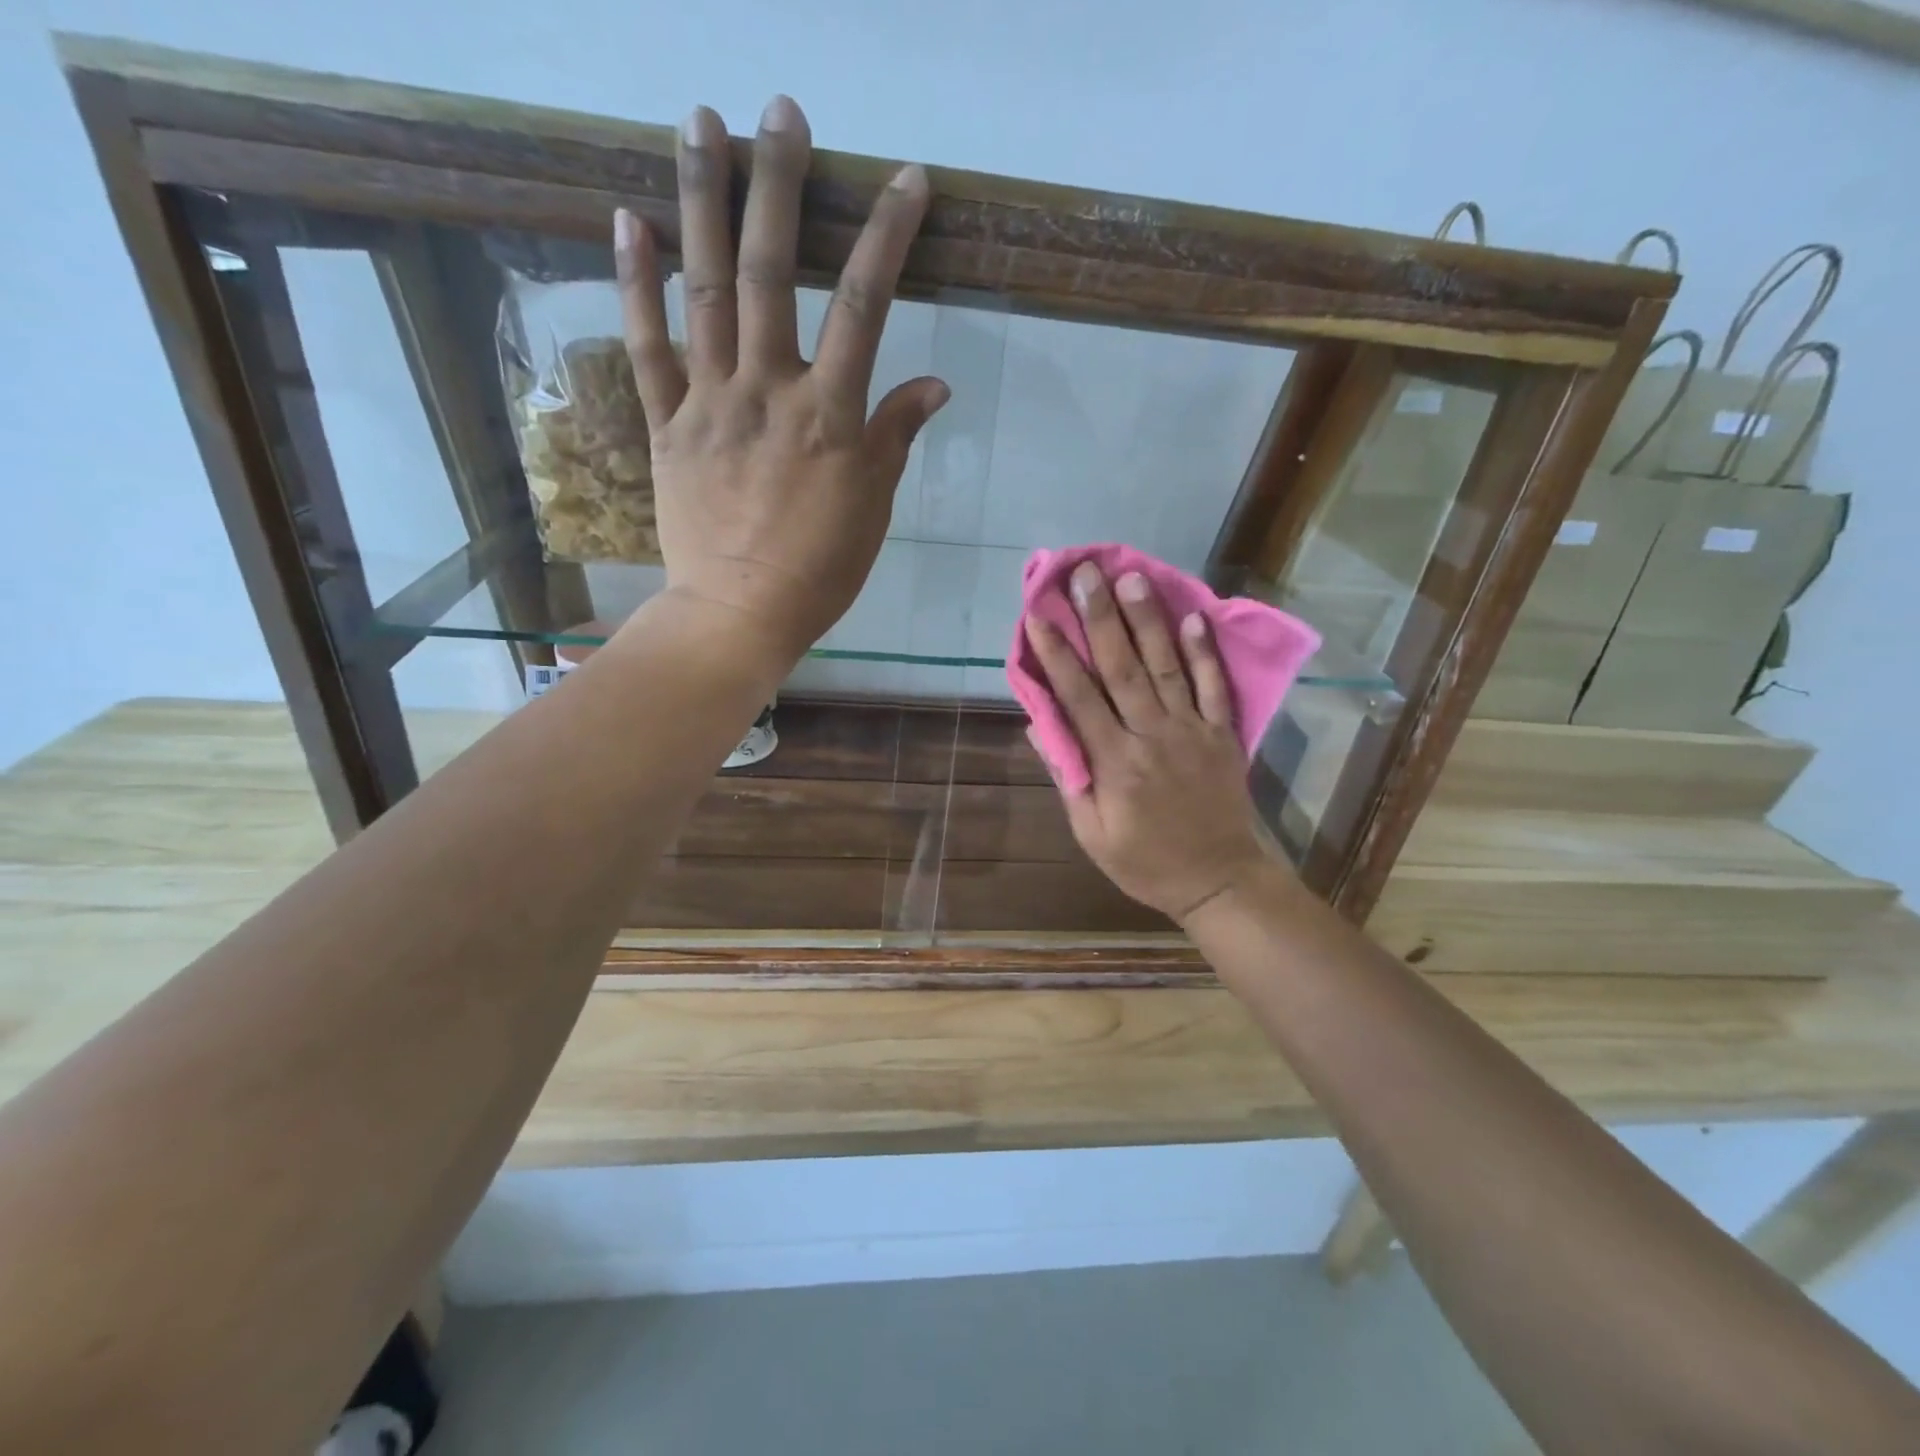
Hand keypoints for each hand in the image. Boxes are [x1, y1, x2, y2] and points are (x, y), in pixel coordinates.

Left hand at [615, 97, 948, 664]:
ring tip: (698, 122)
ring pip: (704, 291)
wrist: (739, 614)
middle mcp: (767, 391)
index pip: (864, 306)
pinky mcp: (666, 425)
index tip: (906, 178)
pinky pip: (647, 347)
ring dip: (701, 202)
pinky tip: (629, 220)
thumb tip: (934, 382)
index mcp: (829, 417)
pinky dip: (636, 284)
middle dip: (779, 185)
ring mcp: (708, 403)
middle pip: (772, 273)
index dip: (887, 236)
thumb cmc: (819, 571)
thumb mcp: (873, 509)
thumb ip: (895, 436)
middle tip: (781, 110)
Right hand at [1023, 563, 1284, 922]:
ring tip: (1132, 578)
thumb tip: (1043, 729)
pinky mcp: (1222, 735)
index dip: (1058, 655)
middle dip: (1100, 618)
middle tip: (1086, 574)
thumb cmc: (1145, 863)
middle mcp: (1152, 736)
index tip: (1039, 616)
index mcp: (1115, 763)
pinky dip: (1204, 653)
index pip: (1079, 698)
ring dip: (1148, 621)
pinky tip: (1194, 618)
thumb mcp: (1092, 834)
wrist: (1219, 881)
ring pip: (1166, 668)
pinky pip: (1214, 688)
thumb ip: (1070, 780)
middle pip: (1122, 669)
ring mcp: (1192, 731)